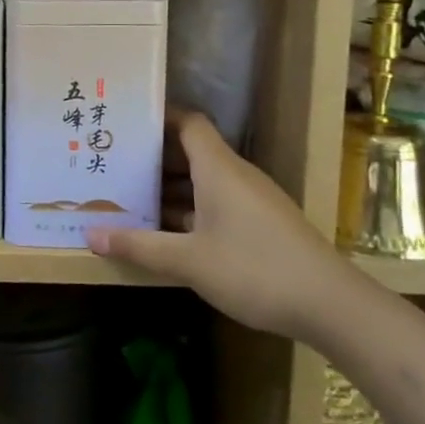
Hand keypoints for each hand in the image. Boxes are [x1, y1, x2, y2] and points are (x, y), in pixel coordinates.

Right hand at [86, 109, 351, 339]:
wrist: (333, 307)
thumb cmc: (255, 270)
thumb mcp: (189, 261)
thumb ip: (139, 246)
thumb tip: (90, 236)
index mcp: (219, 169)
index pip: (188, 123)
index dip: (158, 116)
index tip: (124, 121)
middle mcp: (236, 176)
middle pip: (191, 152)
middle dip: (153, 157)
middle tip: (112, 164)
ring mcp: (252, 201)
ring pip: (203, 181)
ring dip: (169, 188)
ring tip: (129, 198)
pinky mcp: (262, 225)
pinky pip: (217, 203)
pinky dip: (189, 209)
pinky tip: (166, 232)